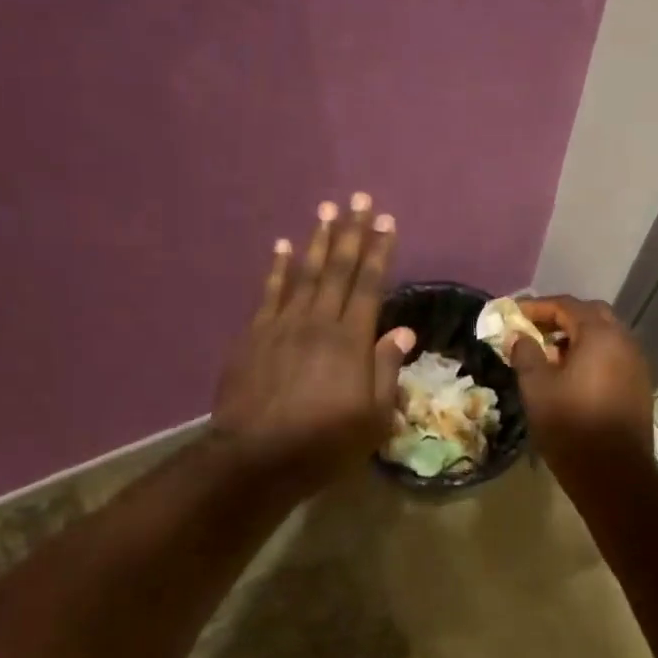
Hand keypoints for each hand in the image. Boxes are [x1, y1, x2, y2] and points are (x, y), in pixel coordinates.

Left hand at [210, 193, 414, 496]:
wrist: (255, 458)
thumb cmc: (323, 443)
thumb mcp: (372, 418)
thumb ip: (386, 371)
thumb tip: (403, 332)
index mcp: (351, 341)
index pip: (370, 285)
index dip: (379, 251)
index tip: (386, 221)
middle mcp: (318, 322)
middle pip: (338, 269)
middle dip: (351, 232)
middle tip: (359, 199)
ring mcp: (282, 325)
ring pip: (305, 273)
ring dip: (318, 240)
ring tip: (327, 210)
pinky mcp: (254, 335)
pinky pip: (270, 293)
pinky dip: (278, 268)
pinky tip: (283, 246)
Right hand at [508, 296, 654, 477]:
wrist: (615, 474)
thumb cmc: (571, 426)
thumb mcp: (537, 388)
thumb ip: (526, 354)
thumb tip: (518, 336)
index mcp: (600, 335)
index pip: (566, 305)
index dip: (537, 307)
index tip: (513, 315)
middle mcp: (624, 341)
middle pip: (591, 315)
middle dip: (560, 318)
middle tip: (533, 331)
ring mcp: (637, 364)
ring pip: (605, 336)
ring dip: (577, 337)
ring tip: (549, 355)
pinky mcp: (639, 385)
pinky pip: (613, 356)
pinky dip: (591, 355)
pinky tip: (571, 376)